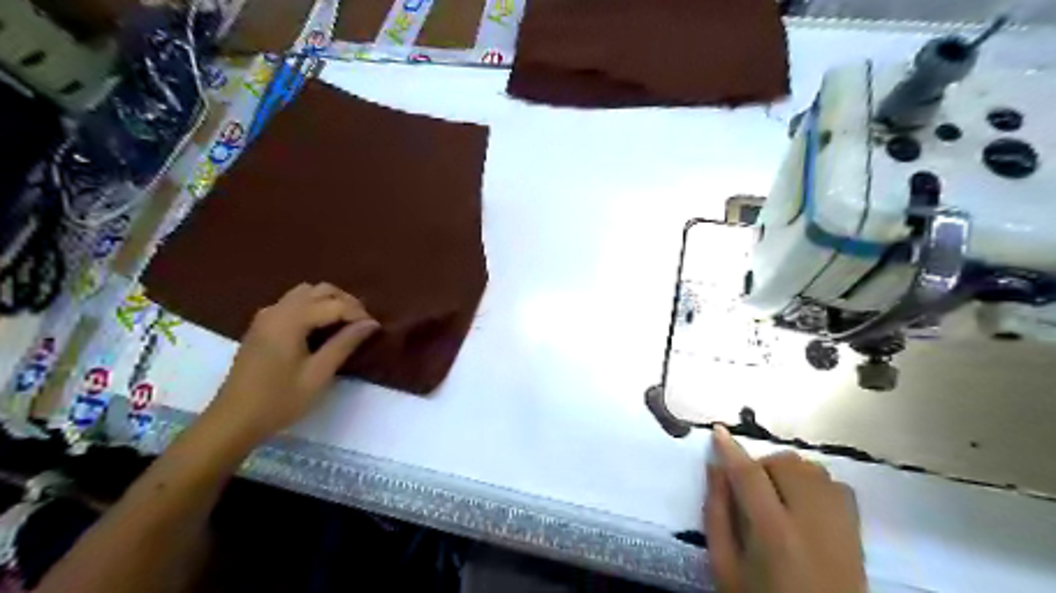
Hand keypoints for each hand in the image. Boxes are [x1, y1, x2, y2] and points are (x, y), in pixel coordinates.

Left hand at [201, 283, 378, 443]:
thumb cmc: (279, 400)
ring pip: (305, 293)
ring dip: (329, 302)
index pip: (334, 304)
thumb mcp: (318, 374)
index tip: (375, 328)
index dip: (358, 313)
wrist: (234, 420)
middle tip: (363, 324)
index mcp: (290, 320)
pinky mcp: (262, 326)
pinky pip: (293, 303)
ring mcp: (266, 316)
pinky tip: (321, 328)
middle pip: (319, 290)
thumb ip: (344, 344)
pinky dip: (313, 307)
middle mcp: (277, 310)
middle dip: (345, 302)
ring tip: (345, 324)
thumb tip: (371, 323)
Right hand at [700, 427, 864, 592]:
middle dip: (762, 466)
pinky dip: (816, 483)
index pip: (750, 476)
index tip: (718, 431)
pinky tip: (805, 504)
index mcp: (773, 534)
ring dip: (788, 472)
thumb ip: (716, 513)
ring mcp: (841, 524)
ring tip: (778, 496)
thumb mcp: (724, 566)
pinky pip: (836, 483)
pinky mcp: (858, 529)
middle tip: (751, 490)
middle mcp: (812, 522)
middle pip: (786, 463)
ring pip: (812, 468)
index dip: (731, 450)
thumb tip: (715, 466)